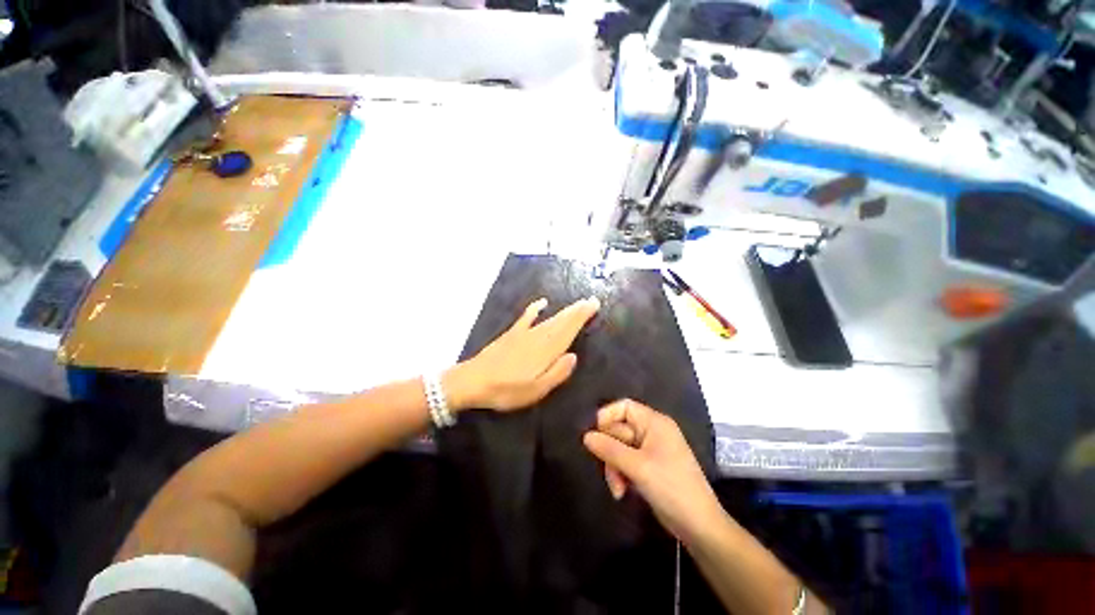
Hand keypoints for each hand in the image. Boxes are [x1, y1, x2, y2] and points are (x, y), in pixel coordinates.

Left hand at [445, 297, 599, 412]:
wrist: (473, 381)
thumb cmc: (506, 390)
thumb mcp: (535, 390)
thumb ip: (557, 373)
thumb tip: (574, 356)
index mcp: (546, 352)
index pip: (568, 331)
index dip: (581, 318)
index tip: (594, 305)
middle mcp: (538, 338)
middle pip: (561, 322)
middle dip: (577, 311)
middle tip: (591, 300)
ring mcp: (524, 334)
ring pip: (549, 319)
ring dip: (564, 311)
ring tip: (577, 303)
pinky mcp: (511, 334)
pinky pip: (526, 318)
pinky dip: (534, 309)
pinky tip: (542, 302)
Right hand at [583, 400, 723, 542]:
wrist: (698, 526)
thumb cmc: (671, 487)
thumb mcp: (637, 467)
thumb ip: (609, 449)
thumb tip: (586, 436)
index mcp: (654, 422)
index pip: (624, 407)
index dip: (607, 417)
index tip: (594, 435)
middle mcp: (651, 431)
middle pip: (619, 430)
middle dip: (610, 452)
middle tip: (608, 472)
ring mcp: (650, 450)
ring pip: (619, 449)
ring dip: (614, 468)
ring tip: (617, 489)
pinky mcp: (648, 467)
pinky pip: (625, 462)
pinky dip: (621, 475)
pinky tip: (622, 492)